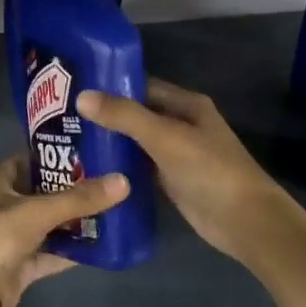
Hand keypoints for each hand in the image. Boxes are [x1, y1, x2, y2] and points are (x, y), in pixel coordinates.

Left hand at [0, 155, 129, 306]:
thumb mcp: (40, 210)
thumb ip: (81, 198)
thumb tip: (124, 181)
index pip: (28, 160)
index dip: (54, 155)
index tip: (87, 151)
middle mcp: (4, 207)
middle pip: (42, 193)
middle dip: (72, 190)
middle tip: (107, 180)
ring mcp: (13, 238)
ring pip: (49, 224)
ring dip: (74, 221)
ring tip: (111, 209)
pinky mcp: (22, 265)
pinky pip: (52, 253)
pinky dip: (72, 250)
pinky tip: (101, 245)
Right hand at [78, 80, 303, 263]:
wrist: (244, 221)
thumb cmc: (209, 170)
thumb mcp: (165, 137)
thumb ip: (125, 116)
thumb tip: (82, 96)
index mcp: (186, 104)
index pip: (142, 86)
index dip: (111, 87)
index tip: (74, 90)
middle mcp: (181, 124)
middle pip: (137, 115)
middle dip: (105, 116)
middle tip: (61, 119)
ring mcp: (177, 154)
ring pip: (137, 143)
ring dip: (110, 143)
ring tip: (68, 142)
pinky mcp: (172, 181)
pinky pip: (140, 167)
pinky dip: (120, 167)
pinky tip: (91, 170)